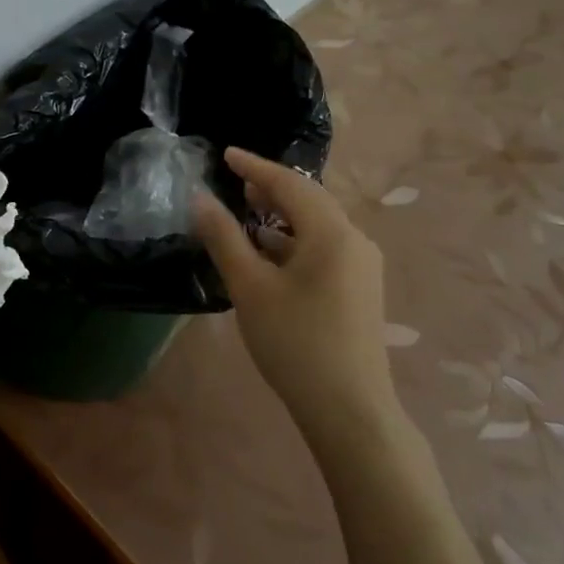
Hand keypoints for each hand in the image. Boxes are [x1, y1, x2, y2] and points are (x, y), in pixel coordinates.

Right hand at [193, 148, 398, 439]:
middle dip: (271, 188)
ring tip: (248, 211)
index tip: (226, 154)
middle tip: (236, 180)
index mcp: (332, 233)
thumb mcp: (250, 287)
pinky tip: (271, 253)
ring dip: (283, 215)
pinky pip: (324, 247)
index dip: (254, 167)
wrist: (350, 410)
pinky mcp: (360, 288)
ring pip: (318, 225)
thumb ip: (224, 238)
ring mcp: (362, 266)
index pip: (289, 185)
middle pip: (309, 201)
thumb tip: (200, 199)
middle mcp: (354, 241)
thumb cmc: (295, 343)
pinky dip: (294, 240)